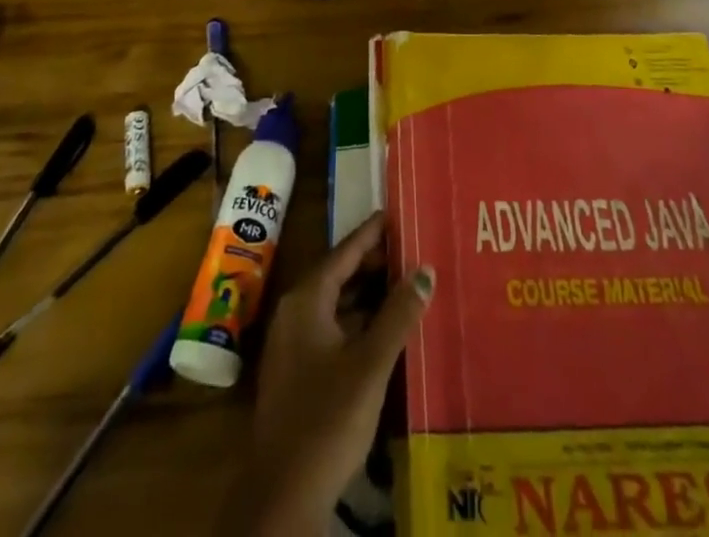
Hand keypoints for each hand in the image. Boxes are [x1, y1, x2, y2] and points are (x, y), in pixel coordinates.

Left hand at [228, 214, 433, 535]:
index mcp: (306, 299)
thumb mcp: (371, 364)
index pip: (344, 252)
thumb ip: (398, 314)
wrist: (282, 494)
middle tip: (411, 249)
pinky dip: (358, 321)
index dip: (371, 233)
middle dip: (373, 263)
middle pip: (338, 274)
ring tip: (406, 283)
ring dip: (368, 294)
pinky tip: (385, 329)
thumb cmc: (327, 418)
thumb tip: (425, 270)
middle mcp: (295, 312)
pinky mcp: (298, 371)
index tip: (396, 213)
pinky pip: (332, 328)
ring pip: (336, 303)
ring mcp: (293, 343)